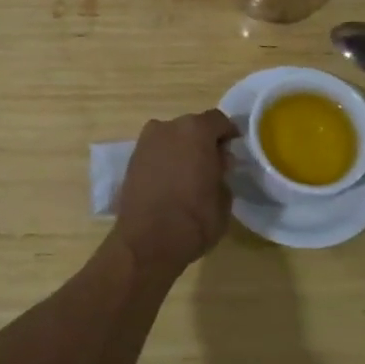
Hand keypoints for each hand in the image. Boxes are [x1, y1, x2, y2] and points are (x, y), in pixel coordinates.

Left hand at [111, 110, 238, 276]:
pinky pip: (156, 152)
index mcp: (196, 130)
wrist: (147, 242)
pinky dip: (165, 161)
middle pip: (192, 127)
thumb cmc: (194, 219)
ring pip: (171, 138)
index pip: (218, 121)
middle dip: (203, 141)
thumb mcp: (224, 197)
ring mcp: (146, 142)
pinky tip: (171, 182)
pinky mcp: (131, 160)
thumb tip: (217, 163)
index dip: (228, 134)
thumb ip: (222, 171)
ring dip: (182, 150)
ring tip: (190, 175)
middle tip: (213, 164)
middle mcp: (168, 127)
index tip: (234, 149)